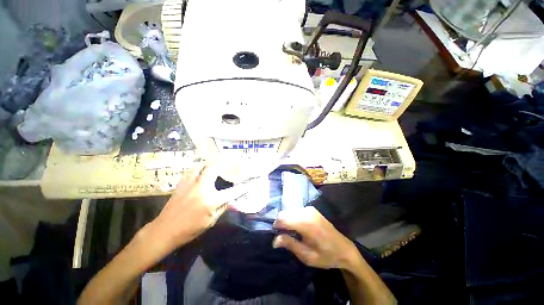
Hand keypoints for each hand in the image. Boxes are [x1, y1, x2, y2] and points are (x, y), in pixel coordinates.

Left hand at [148, 163, 247, 252]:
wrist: (165, 230)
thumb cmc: (189, 229)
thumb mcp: (210, 221)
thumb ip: (223, 207)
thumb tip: (232, 199)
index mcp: (211, 200)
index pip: (232, 192)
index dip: (243, 187)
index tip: (250, 183)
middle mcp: (202, 188)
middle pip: (215, 168)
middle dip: (225, 163)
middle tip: (231, 162)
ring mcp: (191, 184)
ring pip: (202, 165)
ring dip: (210, 163)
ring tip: (217, 163)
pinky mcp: (182, 183)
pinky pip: (192, 170)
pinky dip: (199, 167)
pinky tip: (202, 169)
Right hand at [273, 206, 358, 269]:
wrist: (344, 249)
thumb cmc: (326, 255)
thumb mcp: (307, 256)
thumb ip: (290, 244)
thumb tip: (274, 240)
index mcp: (306, 223)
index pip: (283, 218)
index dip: (276, 226)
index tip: (276, 236)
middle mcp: (307, 212)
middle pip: (284, 213)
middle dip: (280, 223)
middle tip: (283, 237)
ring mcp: (310, 209)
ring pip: (289, 211)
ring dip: (286, 220)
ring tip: (291, 233)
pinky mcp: (311, 209)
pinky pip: (295, 211)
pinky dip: (292, 218)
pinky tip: (297, 228)